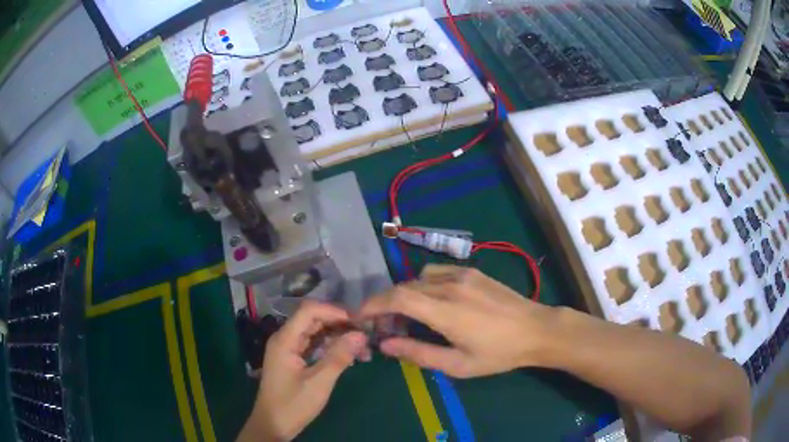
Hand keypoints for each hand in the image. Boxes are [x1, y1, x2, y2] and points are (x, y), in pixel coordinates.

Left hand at [242, 301, 368, 440]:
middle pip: (314, 319)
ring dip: (338, 337)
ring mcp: (289, 348)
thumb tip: (361, 335)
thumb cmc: (293, 405)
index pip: (309, 311)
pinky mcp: (294, 359)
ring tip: (363, 348)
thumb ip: (338, 357)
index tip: (359, 322)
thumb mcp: (318, 383)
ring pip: (316, 332)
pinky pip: (315, 345)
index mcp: (285, 339)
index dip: (334, 311)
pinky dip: (332, 347)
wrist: (273, 425)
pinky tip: (350, 356)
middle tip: (365, 335)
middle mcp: (285, 338)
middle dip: (340, 324)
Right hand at [359, 265, 556, 377]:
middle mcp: (450, 285)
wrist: (536, 329)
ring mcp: (462, 274)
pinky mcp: (471, 270)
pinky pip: (436, 273)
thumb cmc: (499, 353)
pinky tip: (433, 303)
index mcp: (446, 310)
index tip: (360, 316)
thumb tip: (385, 344)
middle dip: (386, 304)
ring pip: (418, 278)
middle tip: (385, 326)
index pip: (397, 298)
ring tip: (408, 317)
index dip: (374, 304)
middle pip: (403, 286)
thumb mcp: (458, 364)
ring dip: (405, 294)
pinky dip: (423, 286)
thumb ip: (418, 353)